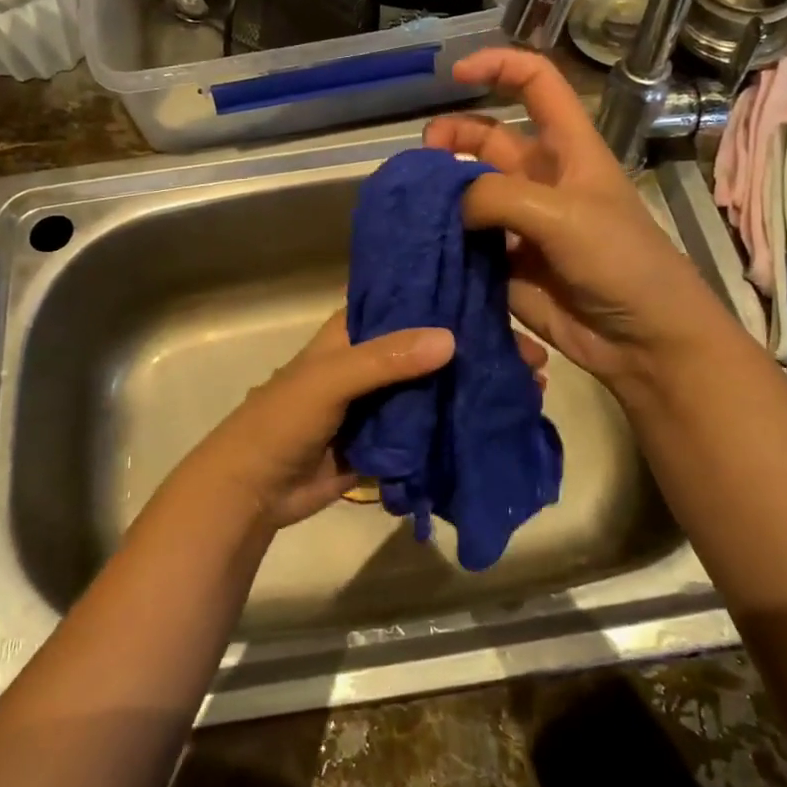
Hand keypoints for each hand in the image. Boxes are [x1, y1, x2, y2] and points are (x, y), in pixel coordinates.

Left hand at [185, 310, 549, 529]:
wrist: (255, 490)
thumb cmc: (283, 420)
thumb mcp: (329, 380)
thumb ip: (385, 359)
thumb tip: (451, 338)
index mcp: (355, 333)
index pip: (409, 301)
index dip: (451, 298)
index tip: (501, 296)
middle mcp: (374, 360)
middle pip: (433, 346)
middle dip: (478, 348)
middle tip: (531, 355)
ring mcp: (384, 402)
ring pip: (437, 387)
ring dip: (475, 386)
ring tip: (529, 387)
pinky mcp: (390, 440)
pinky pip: (431, 428)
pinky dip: (460, 424)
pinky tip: (499, 421)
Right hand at [424, 48, 700, 388]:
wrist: (643, 339)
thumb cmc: (621, 262)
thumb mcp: (565, 215)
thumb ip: (501, 196)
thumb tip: (452, 203)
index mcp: (568, 149)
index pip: (536, 84)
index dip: (498, 67)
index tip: (455, 74)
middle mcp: (541, 179)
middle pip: (488, 139)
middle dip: (453, 137)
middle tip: (424, 156)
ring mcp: (521, 223)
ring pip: (470, 194)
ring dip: (442, 193)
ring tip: (413, 204)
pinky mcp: (506, 264)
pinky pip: (467, 243)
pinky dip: (444, 239)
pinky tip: (421, 243)